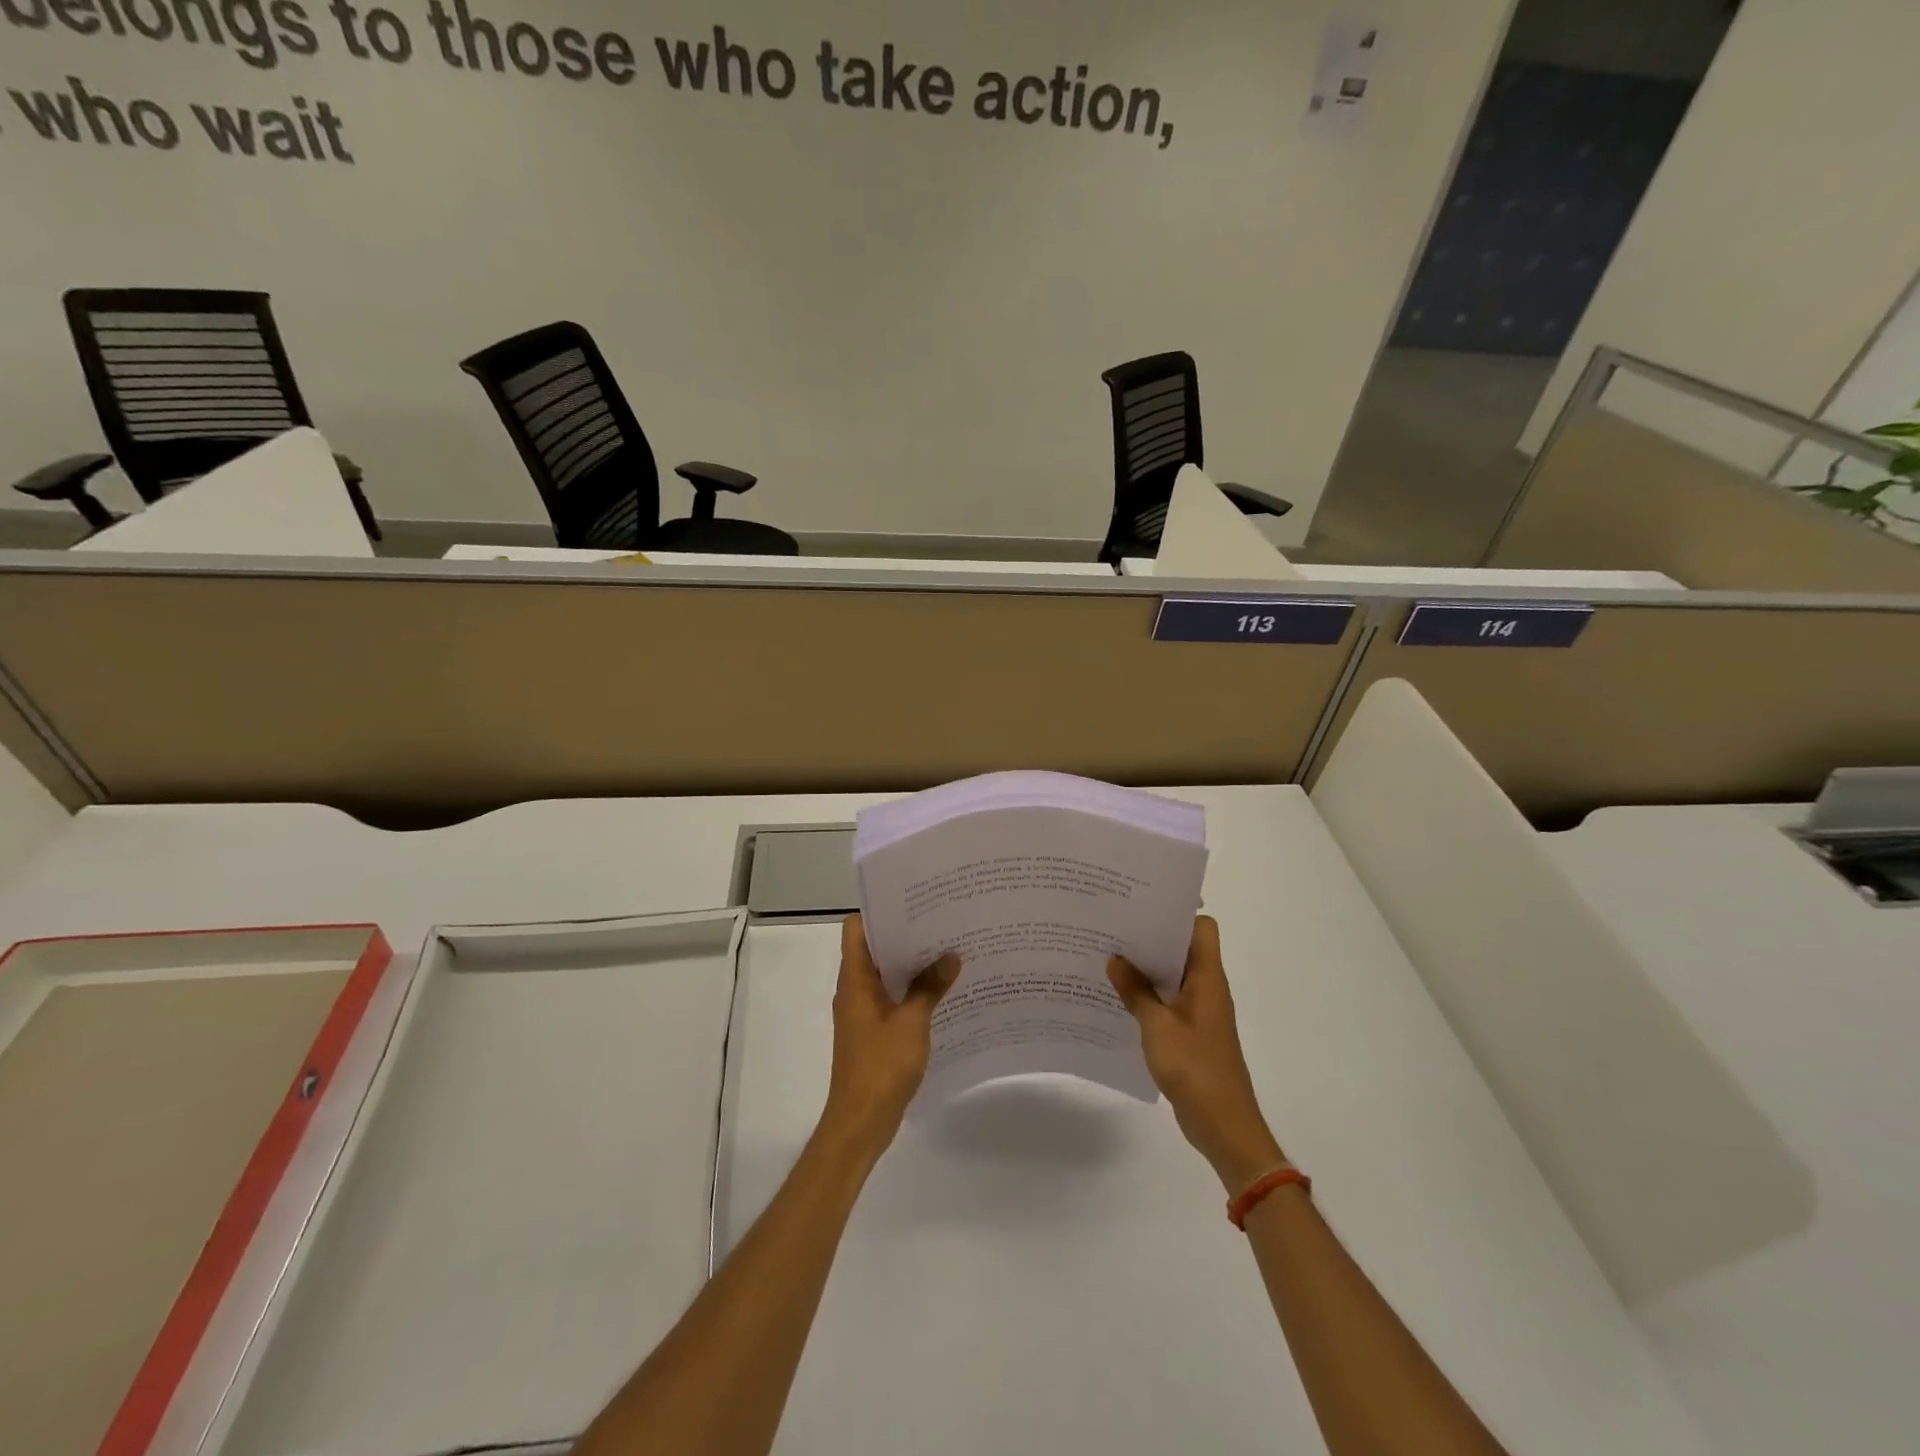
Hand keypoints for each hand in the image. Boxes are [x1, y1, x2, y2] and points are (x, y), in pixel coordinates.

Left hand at [821, 914, 961, 1155]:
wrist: (861, 1121)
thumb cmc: (881, 1065)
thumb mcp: (912, 1022)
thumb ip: (930, 986)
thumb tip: (951, 955)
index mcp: (855, 979)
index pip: (856, 928)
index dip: (878, 910)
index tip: (911, 900)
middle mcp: (854, 989)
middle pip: (874, 948)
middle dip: (904, 934)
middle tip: (941, 920)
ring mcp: (863, 1011)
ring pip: (886, 974)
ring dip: (911, 963)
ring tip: (947, 949)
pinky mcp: (874, 1031)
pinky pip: (893, 998)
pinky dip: (912, 990)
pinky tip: (942, 990)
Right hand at [1109, 915, 1286, 1192]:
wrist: (1223, 1125)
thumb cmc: (1195, 1068)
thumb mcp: (1157, 1026)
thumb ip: (1135, 991)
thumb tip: (1115, 959)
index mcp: (1207, 978)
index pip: (1202, 928)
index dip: (1177, 912)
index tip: (1142, 905)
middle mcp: (1207, 988)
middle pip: (1183, 948)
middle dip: (1151, 937)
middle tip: (1113, 927)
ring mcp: (1200, 1011)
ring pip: (1173, 975)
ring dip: (1146, 968)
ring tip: (1108, 956)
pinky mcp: (1191, 1032)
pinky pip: (1168, 1000)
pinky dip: (1147, 994)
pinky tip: (1118, 997)